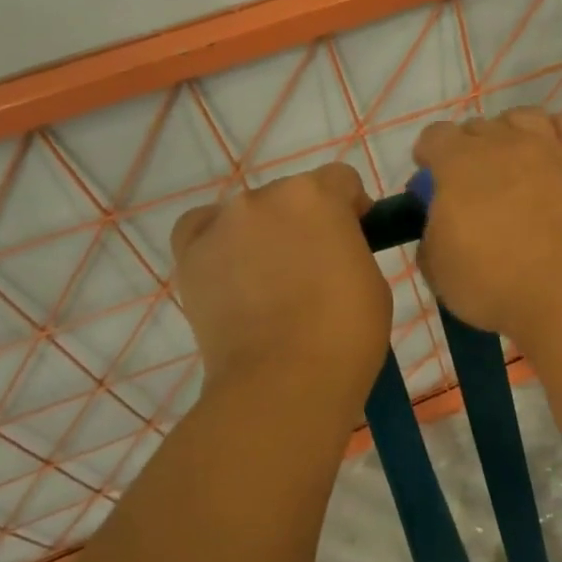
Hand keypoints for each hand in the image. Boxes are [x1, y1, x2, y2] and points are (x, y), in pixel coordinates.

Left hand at [170, 163, 390, 393]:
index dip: (352, 207)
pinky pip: (203, 228)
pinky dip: (218, 240)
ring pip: (250, 214)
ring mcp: (221, 223)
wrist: (285, 382)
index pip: (340, 180)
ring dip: (265, 233)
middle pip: (292, 195)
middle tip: (314, 268)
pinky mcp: (189, 254)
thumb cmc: (347, 332)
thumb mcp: (371, 277)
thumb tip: (332, 245)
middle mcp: (264, 196)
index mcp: (317, 196)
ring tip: (270, 281)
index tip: (356, 237)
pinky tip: (231, 268)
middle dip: (307, 221)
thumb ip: (351, 245)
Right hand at [412, 109, 561, 339]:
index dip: (428, 152)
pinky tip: (552, 147)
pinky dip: (556, 131)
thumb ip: (432, 235)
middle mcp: (501, 143)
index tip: (429, 172)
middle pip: (478, 126)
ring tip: (510, 155)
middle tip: (472, 179)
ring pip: (523, 117)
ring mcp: (545, 149)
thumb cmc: (491, 280)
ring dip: (510, 130)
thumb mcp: (437, 268)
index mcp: (457, 163)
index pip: (435, 135)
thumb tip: (441, 225)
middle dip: (468, 146)